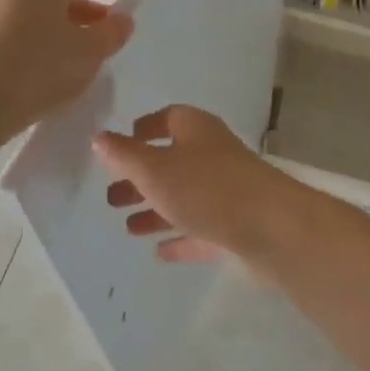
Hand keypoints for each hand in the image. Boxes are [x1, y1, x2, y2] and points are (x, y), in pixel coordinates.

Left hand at [0, 0, 132, 139]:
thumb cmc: (41, 67)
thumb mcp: (89, 51)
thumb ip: (111, 32)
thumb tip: (122, 20)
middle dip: (88, 6)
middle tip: (108, 28)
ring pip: (40, 9)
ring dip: (66, 24)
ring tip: (85, 52)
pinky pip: (22, 28)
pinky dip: (44, 38)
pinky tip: (55, 66)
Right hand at [93, 105, 304, 265]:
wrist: (270, 227)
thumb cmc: (207, 188)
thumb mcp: (155, 169)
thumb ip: (124, 156)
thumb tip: (98, 137)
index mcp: (196, 130)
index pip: (168, 118)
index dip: (145, 129)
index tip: (122, 143)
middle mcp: (212, 155)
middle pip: (172, 161)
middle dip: (141, 178)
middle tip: (111, 197)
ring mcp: (227, 191)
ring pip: (185, 197)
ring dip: (157, 209)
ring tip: (127, 227)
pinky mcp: (236, 226)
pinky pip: (201, 229)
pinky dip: (180, 237)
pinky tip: (160, 252)